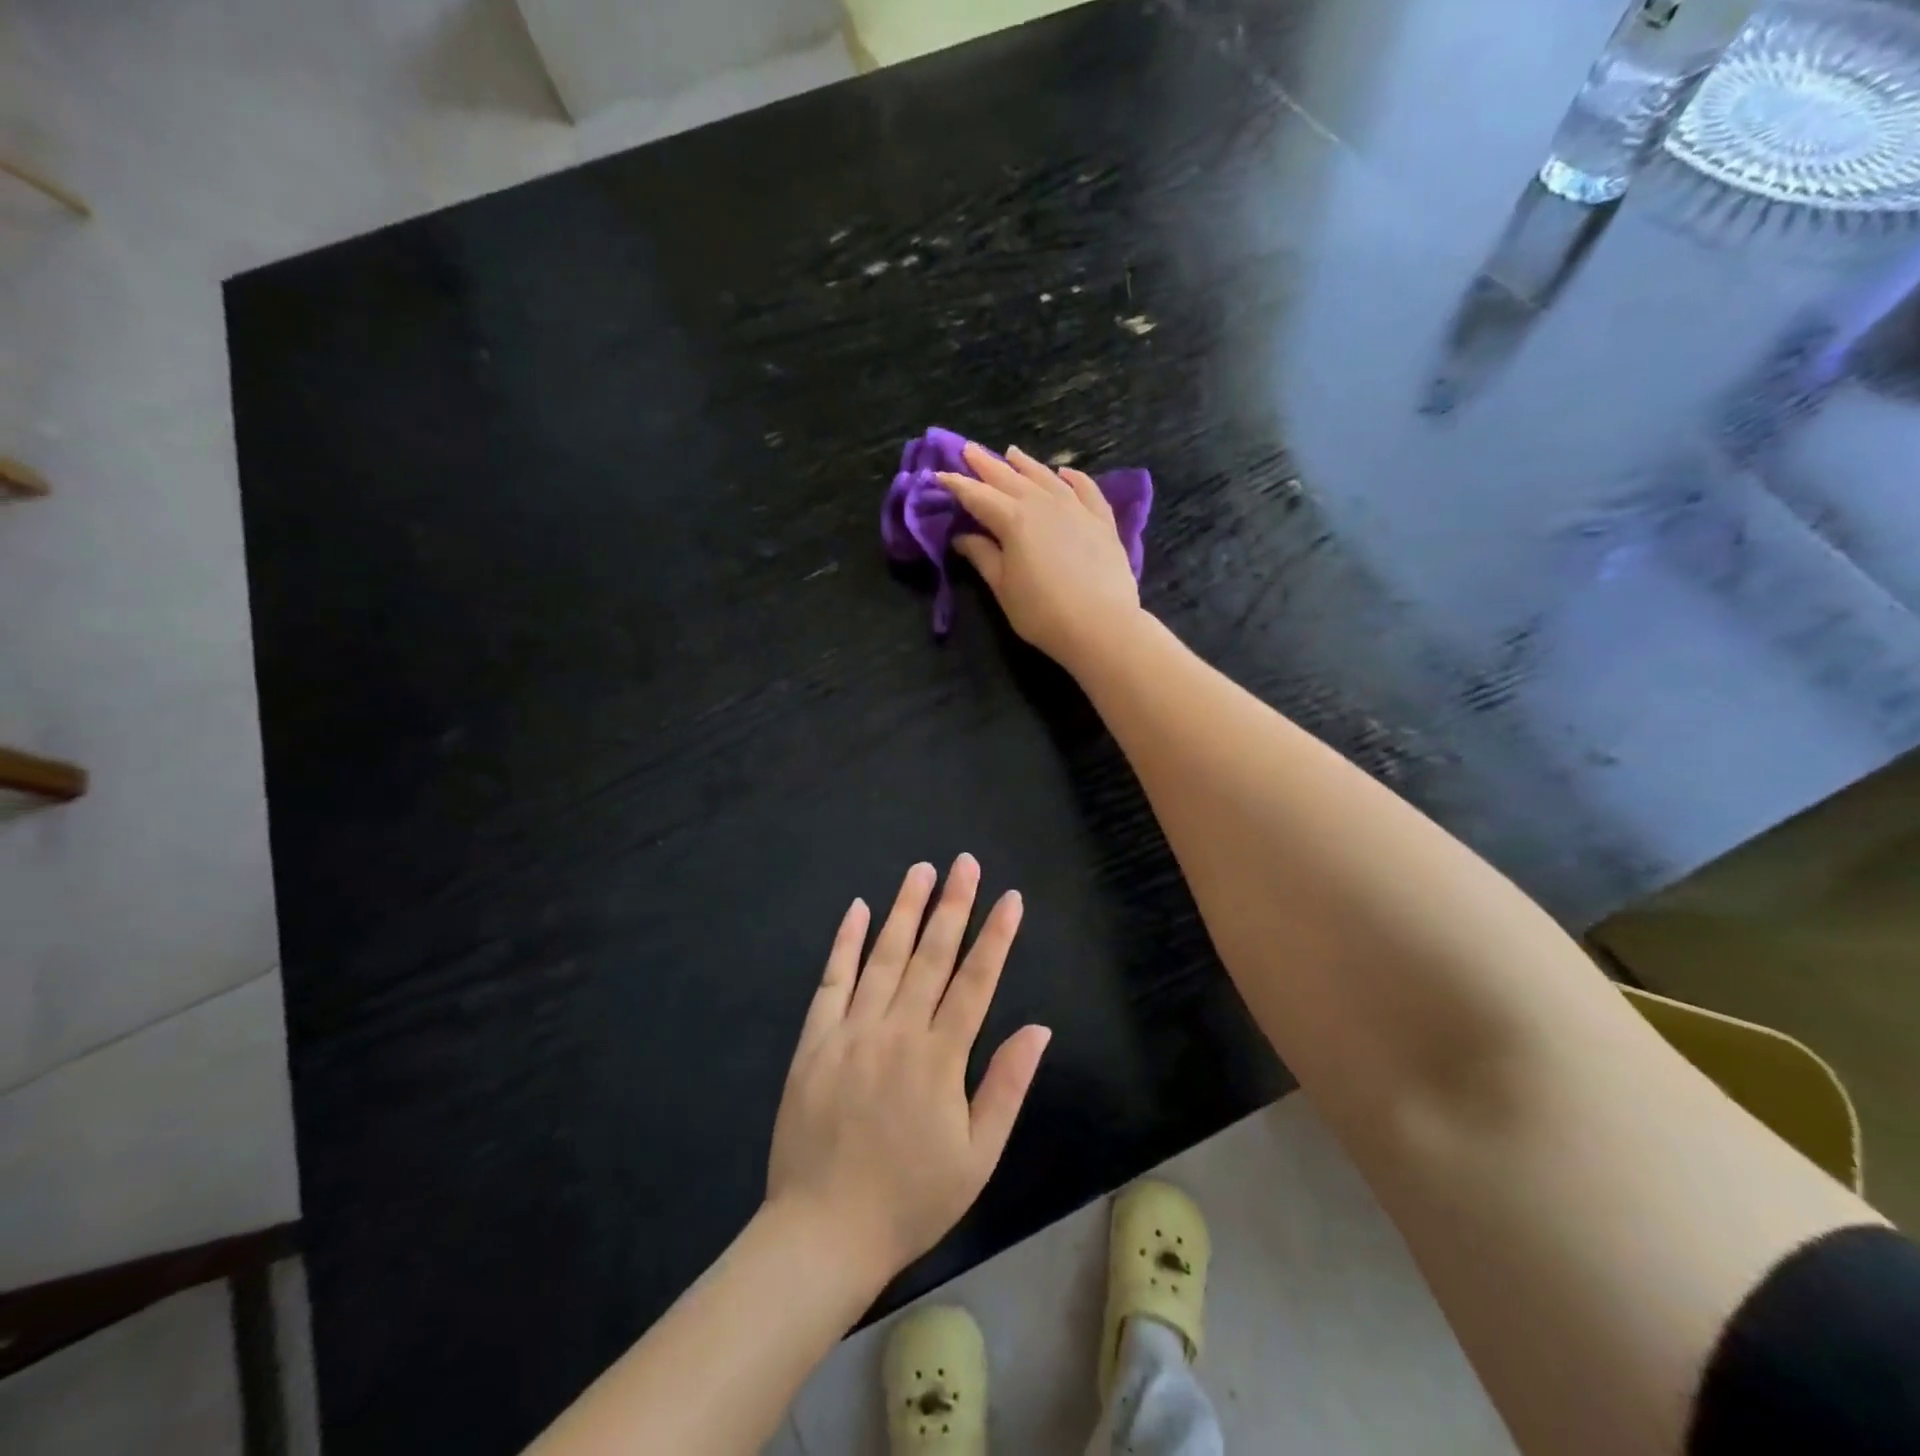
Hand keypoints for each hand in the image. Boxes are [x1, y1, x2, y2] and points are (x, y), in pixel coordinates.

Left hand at [766, 855, 1051, 1281]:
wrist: (823, 1232)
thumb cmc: (910, 1199)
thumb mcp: (977, 1157)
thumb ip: (1006, 1086)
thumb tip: (1039, 1029)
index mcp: (940, 1058)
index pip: (976, 981)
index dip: (996, 936)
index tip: (1010, 898)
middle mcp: (897, 1031)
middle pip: (931, 956)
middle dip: (953, 905)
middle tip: (965, 862)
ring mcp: (851, 1030)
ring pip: (883, 956)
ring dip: (904, 910)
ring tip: (921, 870)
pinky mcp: (815, 1040)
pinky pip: (831, 980)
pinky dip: (844, 942)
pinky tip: (856, 909)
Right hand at [937, 442, 1142, 669]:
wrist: (1101, 625)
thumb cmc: (1042, 613)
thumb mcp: (1003, 588)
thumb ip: (983, 557)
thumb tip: (962, 537)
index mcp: (1013, 520)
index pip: (978, 496)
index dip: (957, 485)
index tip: (939, 475)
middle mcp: (1043, 504)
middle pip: (1010, 478)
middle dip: (986, 464)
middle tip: (969, 449)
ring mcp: (1076, 508)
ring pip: (1046, 477)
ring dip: (1026, 464)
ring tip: (1012, 453)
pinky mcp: (1102, 521)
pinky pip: (1086, 489)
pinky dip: (1074, 477)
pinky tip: (1065, 472)